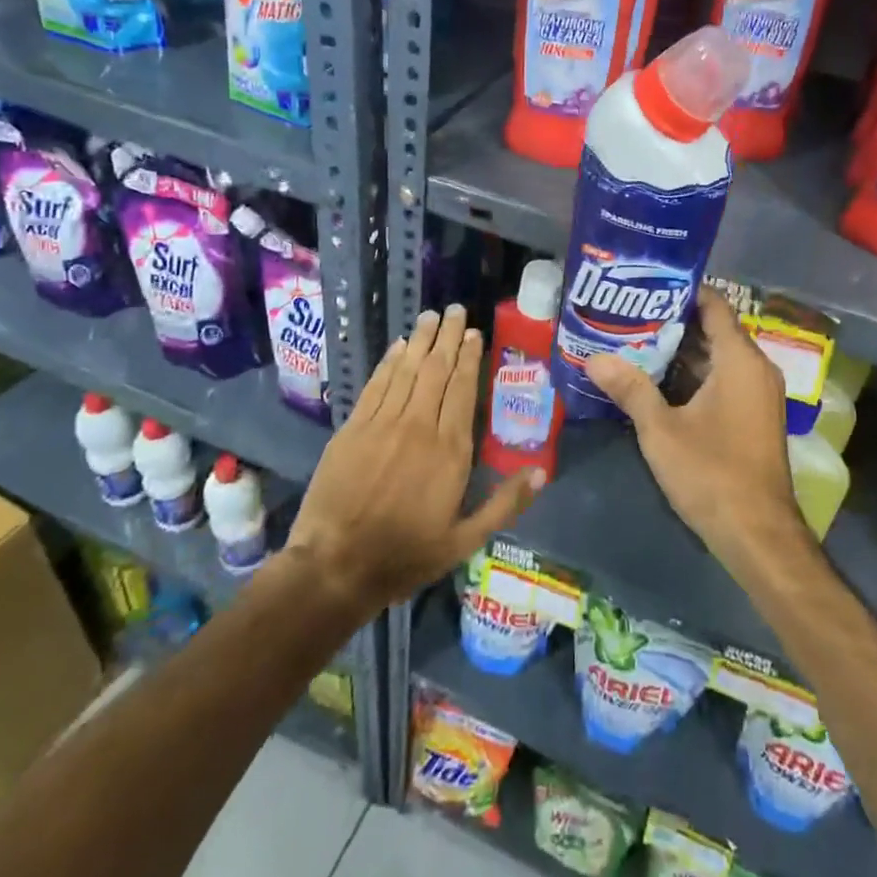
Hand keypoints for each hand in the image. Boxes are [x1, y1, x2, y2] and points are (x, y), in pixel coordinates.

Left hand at [287, 305, 543, 614]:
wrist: (335, 565)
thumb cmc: (406, 555)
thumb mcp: (465, 540)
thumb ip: (504, 504)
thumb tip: (541, 472)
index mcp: (450, 451)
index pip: (463, 390)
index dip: (470, 358)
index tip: (475, 334)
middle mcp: (419, 427)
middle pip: (436, 371)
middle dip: (448, 337)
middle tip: (456, 310)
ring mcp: (382, 424)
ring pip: (407, 371)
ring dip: (421, 340)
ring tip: (432, 316)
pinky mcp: (352, 428)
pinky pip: (376, 385)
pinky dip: (389, 362)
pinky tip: (399, 346)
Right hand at [587, 287, 802, 568]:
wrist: (757, 534)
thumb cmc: (712, 473)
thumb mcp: (661, 430)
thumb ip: (630, 389)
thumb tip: (594, 358)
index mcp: (740, 361)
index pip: (714, 306)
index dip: (681, 291)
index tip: (645, 284)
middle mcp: (755, 369)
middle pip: (713, 331)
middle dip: (671, 323)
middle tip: (627, 314)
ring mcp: (756, 395)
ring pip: (716, 359)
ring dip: (679, 353)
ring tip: (632, 342)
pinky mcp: (752, 417)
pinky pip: (722, 381)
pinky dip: (692, 377)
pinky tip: (655, 382)